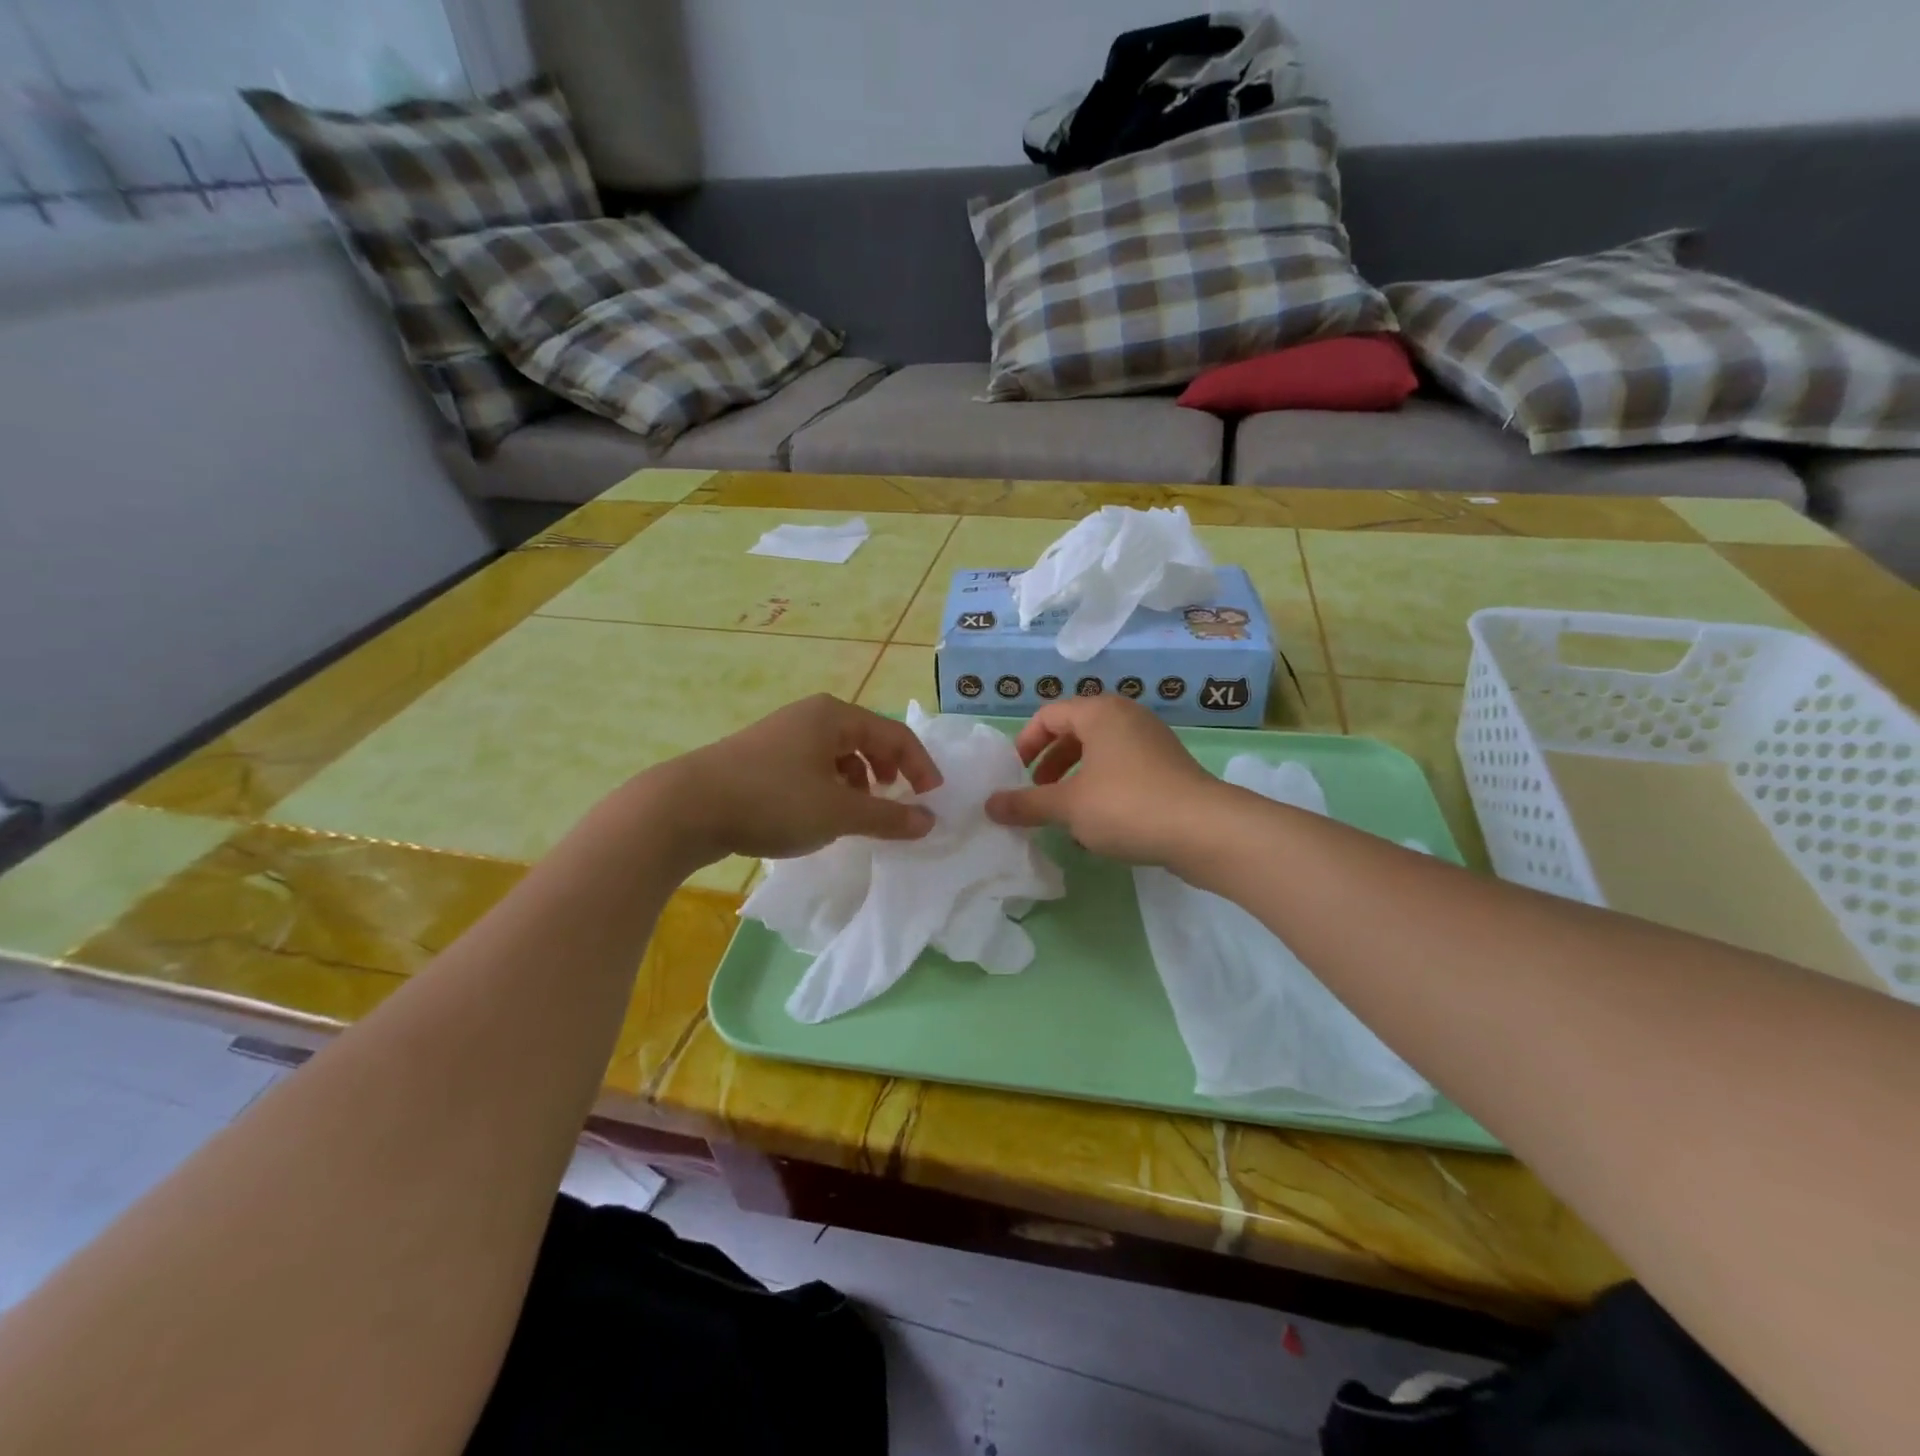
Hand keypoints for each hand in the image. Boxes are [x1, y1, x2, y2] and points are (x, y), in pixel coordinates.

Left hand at [653, 695, 943, 863]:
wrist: (686, 808)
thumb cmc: (773, 800)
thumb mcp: (839, 811)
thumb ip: (888, 817)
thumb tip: (928, 821)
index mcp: (835, 716)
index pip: (895, 734)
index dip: (920, 766)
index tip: (932, 799)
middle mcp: (811, 716)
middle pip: (868, 738)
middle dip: (890, 770)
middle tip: (897, 800)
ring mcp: (784, 734)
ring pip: (839, 753)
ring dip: (860, 781)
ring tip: (859, 811)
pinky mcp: (763, 757)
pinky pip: (814, 765)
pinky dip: (831, 786)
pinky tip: (820, 813)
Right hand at [984, 696, 1221, 866]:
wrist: (1204, 831)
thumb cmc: (1127, 805)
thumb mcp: (1068, 806)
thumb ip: (1025, 804)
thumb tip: (988, 805)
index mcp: (1099, 713)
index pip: (1048, 715)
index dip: (1024, 744)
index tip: (1014, 776)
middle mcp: (1127, 718)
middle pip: (1074, 732)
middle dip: (1050, 764)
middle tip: (1037, 794)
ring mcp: (1152, 742)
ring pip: (1100, 755)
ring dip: (1075, 782)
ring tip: (1064, 815)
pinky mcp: (1169, 769)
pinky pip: (1123, 771)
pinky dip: (1102, 791)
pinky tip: (1098, 828)